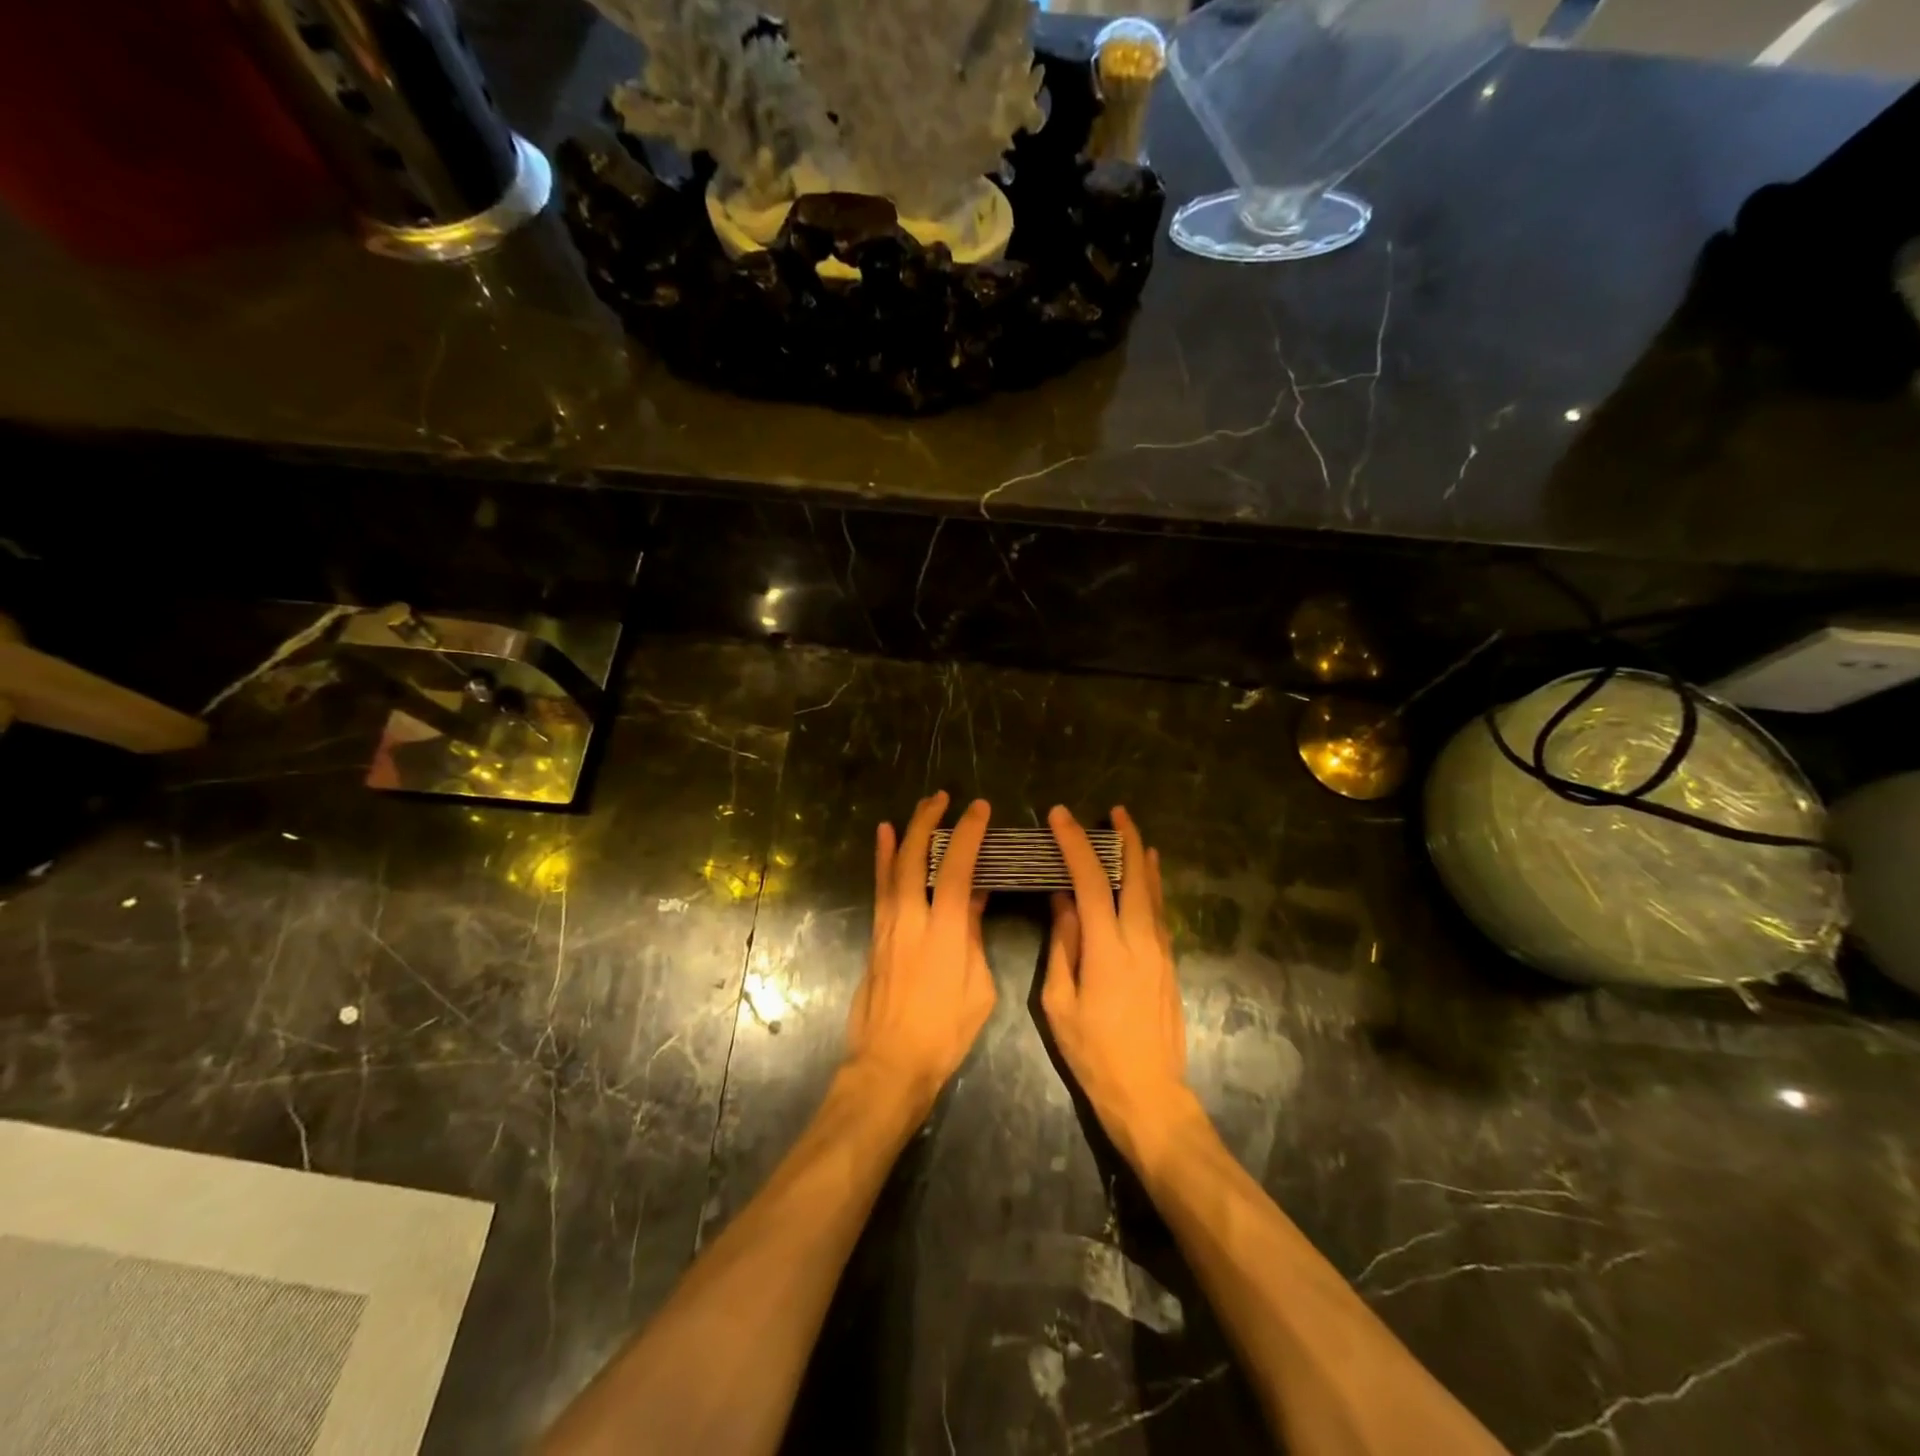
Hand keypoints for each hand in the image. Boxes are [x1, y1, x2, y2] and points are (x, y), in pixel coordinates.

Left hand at [845, 792, 995, 1116]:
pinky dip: (883, 858)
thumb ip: (973, 936)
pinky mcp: (876, 935)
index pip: (957, 868)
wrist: (890, 1062)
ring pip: (894, 866)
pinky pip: (880, 886)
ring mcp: (888, 925)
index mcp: (945, 931)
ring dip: (908, 833)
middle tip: (944, 797)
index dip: (969, 833)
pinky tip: (884, 838)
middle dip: (930, 821)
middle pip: (918, 857)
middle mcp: (912, 918)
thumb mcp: (979, 987)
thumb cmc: (944, 1032)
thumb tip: (973, 898)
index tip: (980, 809)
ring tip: (920, 808)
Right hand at [1042, 805, 1199, 1171]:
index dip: (1075, 844)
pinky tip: (1148, 875)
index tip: (1060, 816)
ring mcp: (1161, 951)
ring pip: (1153, 891)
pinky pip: (1160, 911)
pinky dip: (1151, 884)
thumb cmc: (1093, 1052)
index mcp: (1107, 948)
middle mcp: (1140, 940)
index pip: (1091, 881)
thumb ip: (1063, 945)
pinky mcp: (1170, 963)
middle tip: (1113, 811)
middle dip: (1124, 838)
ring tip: (1130, 831)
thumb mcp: (1059, 1001)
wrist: (1149, 1093)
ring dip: (1141, 856)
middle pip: (1135, 875)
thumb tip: (1062, 901)